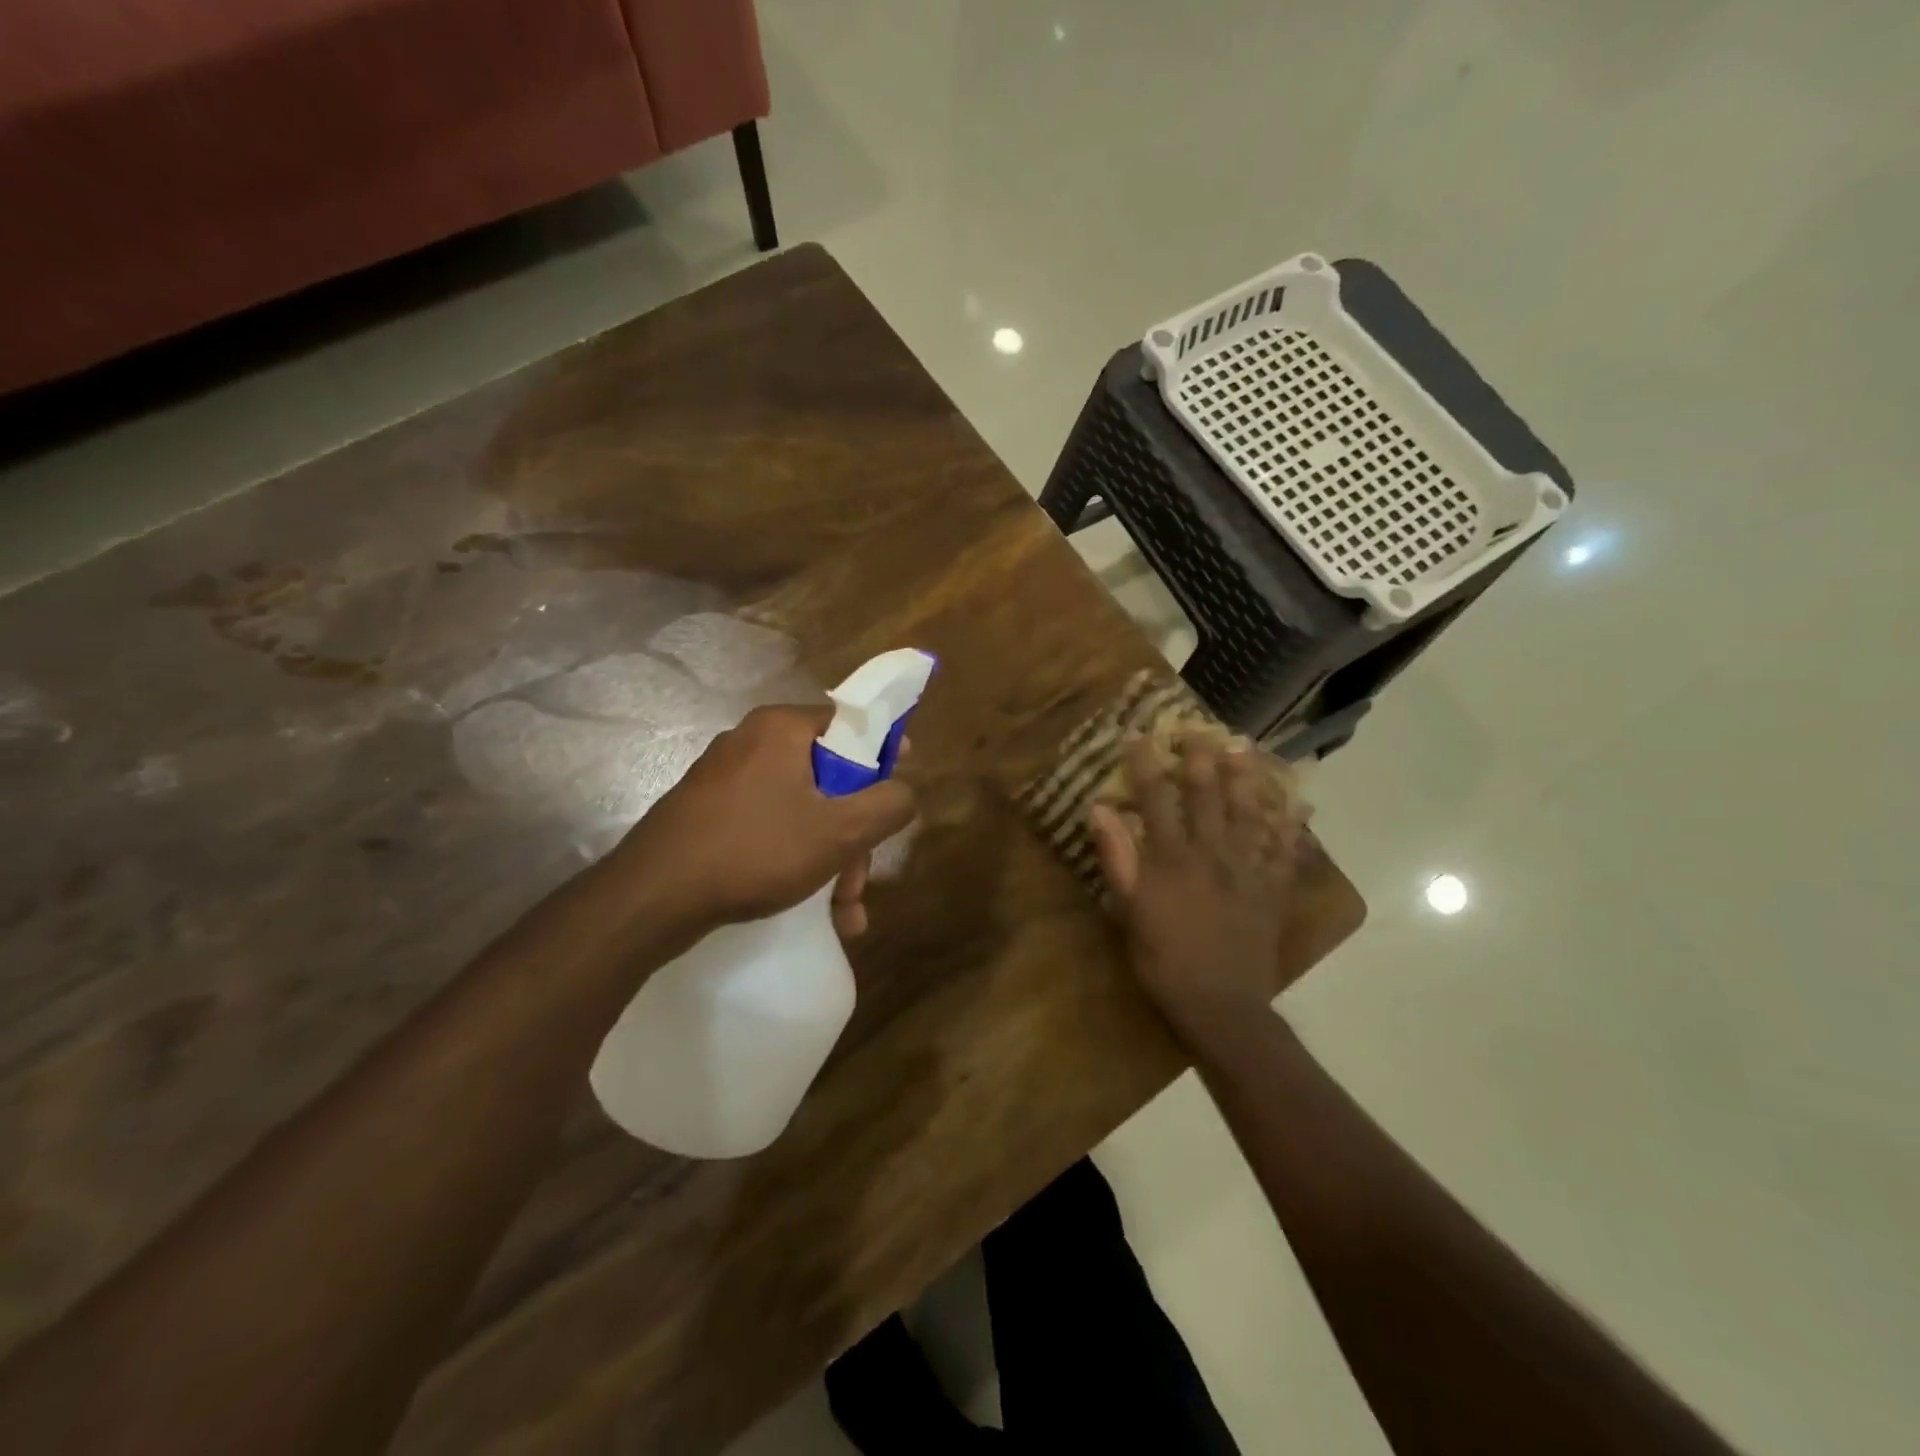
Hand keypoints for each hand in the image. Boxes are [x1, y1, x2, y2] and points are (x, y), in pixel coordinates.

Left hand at [615, 705, 915, 937]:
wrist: (651, 897)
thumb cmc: (754, 850)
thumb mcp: (838, 832)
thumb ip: (888, 806)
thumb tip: (904, 791)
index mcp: (783, 728)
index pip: (851, 723)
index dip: (885, 753)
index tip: (899, 789)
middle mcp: (753, 743)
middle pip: (829, 778)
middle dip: (853, 836)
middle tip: (859, 883)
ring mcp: (726, 779)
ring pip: (802, 810)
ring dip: (831, 860)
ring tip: (843, 914)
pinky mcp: (709, 813)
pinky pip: (770, 827)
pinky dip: (796, 860)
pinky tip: (815, 910)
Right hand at [1088, 734, 1304, 1041]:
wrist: (1220, 1003)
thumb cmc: (1163, 958)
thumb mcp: (1128, 909)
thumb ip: (1116, 856)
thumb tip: (1099, 809)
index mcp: (1173, 857)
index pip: (1157, 798)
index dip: (1146, 765)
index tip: (1139, 736)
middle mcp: (1213, 852)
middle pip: (1208, 795)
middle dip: (1202, 759)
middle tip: (1200, 730)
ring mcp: (1248, 869)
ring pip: (1249, 812)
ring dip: (1247, 778)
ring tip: (1245, 749)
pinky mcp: (1272, 889)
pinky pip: (1284, 849)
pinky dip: (1291, 824)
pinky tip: (1298, 804)